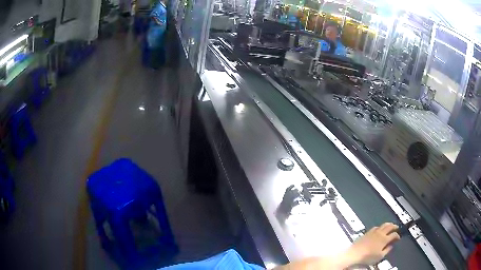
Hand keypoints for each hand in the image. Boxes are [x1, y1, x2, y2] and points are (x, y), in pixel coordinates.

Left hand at [345, 222, 399, 265]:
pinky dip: (380, 226)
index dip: (397, 236)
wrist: (355, 253)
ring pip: (383, 225)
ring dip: (388, 224)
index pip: (394, 235)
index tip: (398, 238)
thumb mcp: (380, 256)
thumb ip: (387, 250)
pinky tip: (379, 228)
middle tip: (397, 227)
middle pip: (390, 226)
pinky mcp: (367, 232)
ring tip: (390, 225)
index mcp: (384, 239)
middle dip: (394, 226)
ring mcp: (373, 232)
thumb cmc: (367, 257)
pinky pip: (376, 227)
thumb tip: (391, 246)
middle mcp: (380, 233)